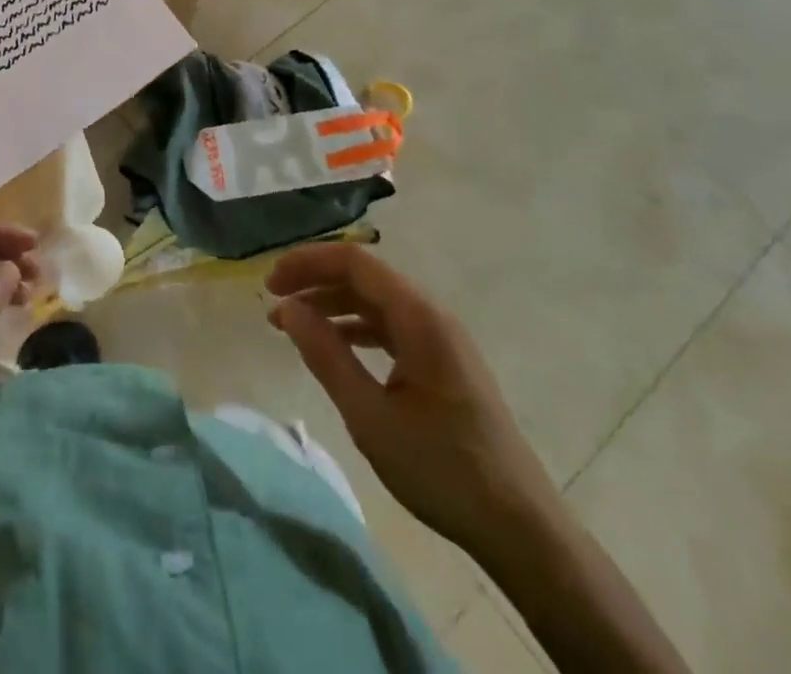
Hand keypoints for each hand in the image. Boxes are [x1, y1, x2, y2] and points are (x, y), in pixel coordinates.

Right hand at [267, 243, 558, 561]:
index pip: (354, 262)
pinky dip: (355, 328)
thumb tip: (287, 309)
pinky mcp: (444, 362)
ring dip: (332, 305)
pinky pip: (391, 327)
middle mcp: (431, 314)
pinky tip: (333, 347)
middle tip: (272, 303)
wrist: (521, 529)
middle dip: (315, 281)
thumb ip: (325, 355)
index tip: (269, 284)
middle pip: (364, 276)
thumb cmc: (442, 469)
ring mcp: (441, 338)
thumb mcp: (370, 416)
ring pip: (376, 301)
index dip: (307, 263)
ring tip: (292, 325)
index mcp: (419, 316)